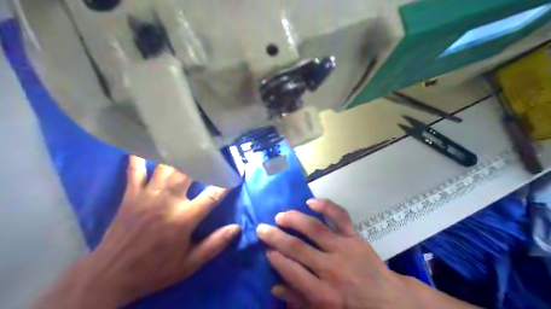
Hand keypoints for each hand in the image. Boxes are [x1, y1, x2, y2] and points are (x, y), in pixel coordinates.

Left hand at [33, 157, 241, 308]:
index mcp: (183, 218)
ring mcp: (147, 194)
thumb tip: (237, 228)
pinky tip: (145, 146)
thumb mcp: (189, 264)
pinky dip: (140, 157)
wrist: (111, 275)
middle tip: (213, 148)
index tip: (238, 171)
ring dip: (178, 154)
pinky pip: (135, 169)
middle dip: (203, 158)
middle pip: (188, 170)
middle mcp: (167, 200)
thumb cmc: (155, 269)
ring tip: (188, 143)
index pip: (213, 194)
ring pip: (165, 165)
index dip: (227, 181)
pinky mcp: (130, 194)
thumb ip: (215, 244)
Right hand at [257, 200, 402, 307]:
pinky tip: (311, 201)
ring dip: (294, 220)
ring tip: (280, 215)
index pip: (292, 271)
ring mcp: (344, 248)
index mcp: (323, 293)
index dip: (276, 258)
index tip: (266, 249)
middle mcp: (330, 268)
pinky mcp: (355, 237)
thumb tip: (275, 286)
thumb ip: (299, 300)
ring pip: (315, 229)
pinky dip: (326, 206)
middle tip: (261, 228)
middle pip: (298, 248)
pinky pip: (340, 217)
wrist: (389, 301)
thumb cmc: (353, 308)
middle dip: (276, 237)